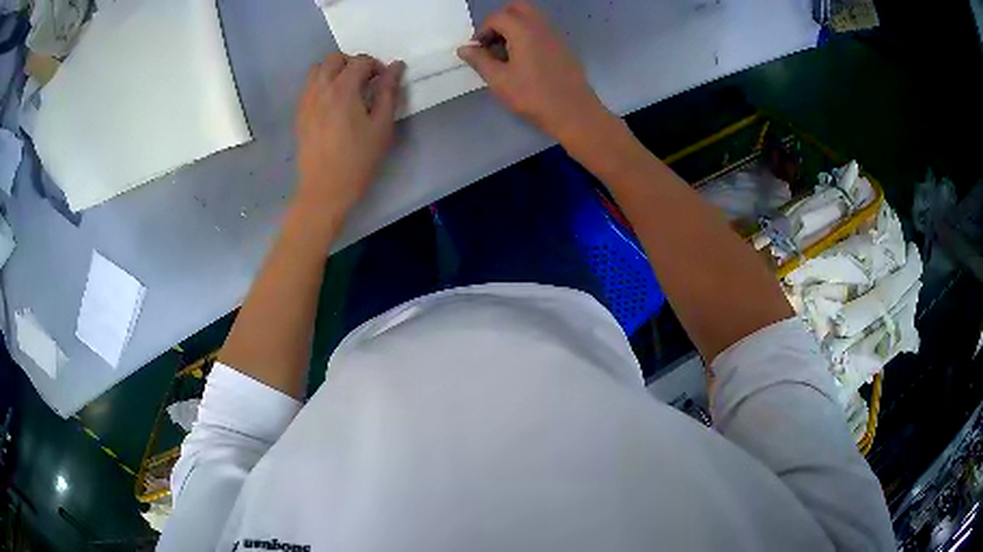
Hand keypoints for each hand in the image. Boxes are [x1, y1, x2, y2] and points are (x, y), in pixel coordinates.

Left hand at [294, 53, 404, 223]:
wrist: (325, 190)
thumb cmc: (358, 160)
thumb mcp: (382, 126)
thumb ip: (389, 92)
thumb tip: (396, 66)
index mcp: (343, 89)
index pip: (360, 61)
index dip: (376, 66)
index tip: (384, 82)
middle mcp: (320, 89)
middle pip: (334, 58)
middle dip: (352, 63)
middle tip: (365, 82)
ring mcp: (306, 101)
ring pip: (317, 70)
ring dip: (333, 72)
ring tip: (347, 91)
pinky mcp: (299, 114)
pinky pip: (308, 87)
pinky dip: (321, 85)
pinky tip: (332, 105)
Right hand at [457, 1, 614, 143]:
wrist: (574, 113)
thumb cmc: (533, 96)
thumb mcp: (499, 80)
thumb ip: (480, 60)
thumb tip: (464, 48)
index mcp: (523, 30)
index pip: (497, 17)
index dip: (482, 30)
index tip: (477, 50)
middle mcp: (541, 26)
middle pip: (518, 8)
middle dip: (500, 20)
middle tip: (492, 42)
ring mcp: (555, 36)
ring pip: (532, 18)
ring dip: (515, 27)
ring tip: (505, 53)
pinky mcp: (563, 48)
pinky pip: (542, 31)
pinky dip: (528, 36)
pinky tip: (524, 61)